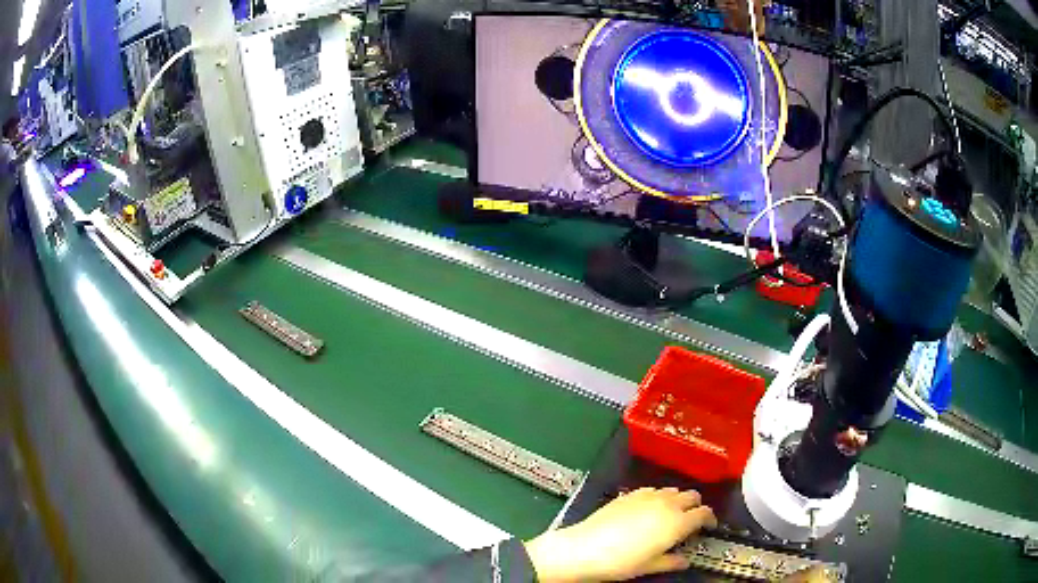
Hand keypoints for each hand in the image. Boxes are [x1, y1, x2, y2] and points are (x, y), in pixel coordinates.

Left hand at [524, 487, 715, 581]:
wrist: (585, 548)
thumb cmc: (621, 562)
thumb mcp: (650, 566)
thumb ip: (672, 561)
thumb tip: (685, 561)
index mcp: (678, 522)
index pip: (704, 512)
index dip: (710, 519)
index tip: (709, 527)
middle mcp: (667, 504)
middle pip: (692, 496)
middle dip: (696, 506)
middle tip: (691, 521)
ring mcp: (647, 496)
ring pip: (673, 490)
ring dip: (678, 500)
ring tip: (670, 514)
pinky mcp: (629, 494)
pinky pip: (653, 490)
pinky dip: (658, 497)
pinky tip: (648, 509)